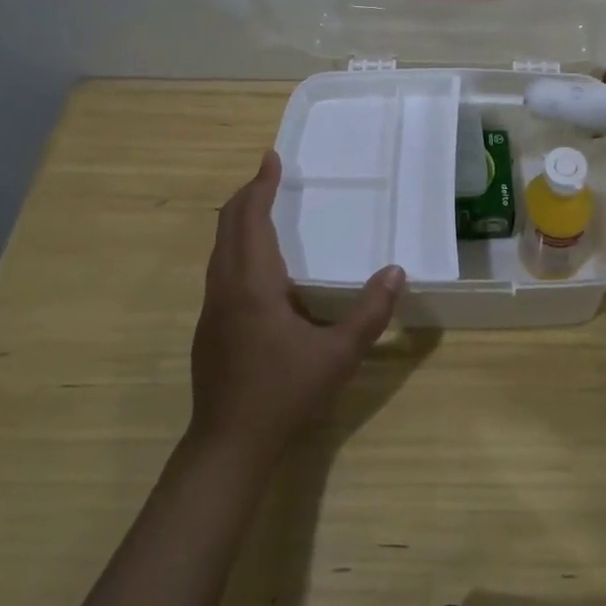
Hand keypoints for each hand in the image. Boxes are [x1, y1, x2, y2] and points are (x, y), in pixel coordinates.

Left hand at [188, 152, 405, 465]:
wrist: (227, 447)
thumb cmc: (283, 394)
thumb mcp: (338, 356)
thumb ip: (370, 312)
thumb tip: (396, 271)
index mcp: (252, 284)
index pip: (251, 219)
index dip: (261, 186)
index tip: (272, 158)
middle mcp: (225, 287)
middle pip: (228, 225)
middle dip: (248, 195)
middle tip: (270, 174)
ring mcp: (211, 308)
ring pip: (220, 248)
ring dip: (239, 220)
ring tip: (262, 206)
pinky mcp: (209, 327)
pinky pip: (220, 268)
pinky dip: (236, 245)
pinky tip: (257, 263)